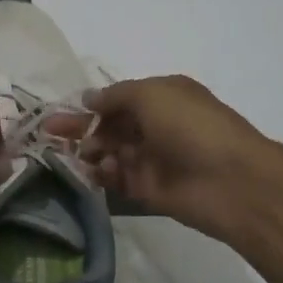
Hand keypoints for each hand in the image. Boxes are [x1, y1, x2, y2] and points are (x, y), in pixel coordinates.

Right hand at [47, 75, 282, 244]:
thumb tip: (89, 98)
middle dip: (81, 127)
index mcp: (162, 96)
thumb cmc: (192, 126)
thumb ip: (115, 96)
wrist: (233, 182)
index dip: (91, 104)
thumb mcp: (151, 94)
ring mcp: (154, 157)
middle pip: (111, 125)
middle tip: (49, 133)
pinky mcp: (150, 188)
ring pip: (111, 152)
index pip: (118, 98)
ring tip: (72, 154)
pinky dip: (103, 174)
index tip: (61, 110)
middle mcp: (157, 124)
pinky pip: (119, 178)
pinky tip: (92, 172)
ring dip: (90, 151)